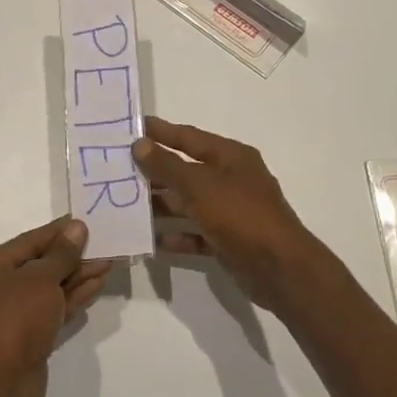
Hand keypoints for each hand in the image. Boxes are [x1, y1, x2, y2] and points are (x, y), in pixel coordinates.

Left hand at [0, 217, 111, 396]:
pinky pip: (53, 309)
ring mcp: (13, 315)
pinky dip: (73, 297)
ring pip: (49, 288)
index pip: (28, 241)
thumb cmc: (14, 318)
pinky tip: (97, 284)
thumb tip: (77, 228)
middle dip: (72, 255)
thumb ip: (62, 254)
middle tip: (103, 243)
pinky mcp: (28, 338)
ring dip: (77, 276)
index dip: (58, 231)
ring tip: (108, 262)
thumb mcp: (40, 279)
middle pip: (39, 265)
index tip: (85, 221)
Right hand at [131, 117, 331, 313]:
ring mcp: (229, 211)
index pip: (189, 137)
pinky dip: (175, 235)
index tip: (132, 127)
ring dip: (160, 204)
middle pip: (185, 170)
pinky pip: (194, 233)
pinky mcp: (227, 240)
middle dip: (154, 171)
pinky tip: (150, 238)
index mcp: (230, 157)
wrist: (280, 269)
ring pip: (187, 203)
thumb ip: (167, 166)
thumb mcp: (200, 185)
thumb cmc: (241, 215)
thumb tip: (140, 144)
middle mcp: (230, 180)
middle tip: (117, 169)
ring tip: (124, 204)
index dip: (161, 132)